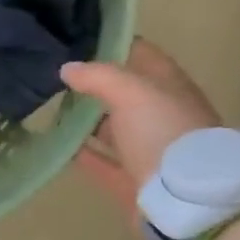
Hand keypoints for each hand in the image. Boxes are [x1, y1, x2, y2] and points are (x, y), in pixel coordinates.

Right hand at [59, 39, 222, 217]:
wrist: (190, 200)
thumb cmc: (165, 132)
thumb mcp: (132, 92)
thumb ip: (98, 76)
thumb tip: (67, 69)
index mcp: (169, 88)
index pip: (140, 55)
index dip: (112, 44)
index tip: (76, 40)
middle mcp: (161, 116)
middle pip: (124, 93)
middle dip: (92, 84)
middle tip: (53, 75)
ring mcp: (149, 149)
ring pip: (112, 128)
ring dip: (85, 120)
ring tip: (49, 108)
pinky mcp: (133, 180)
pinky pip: (100, 161)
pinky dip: (80, 153)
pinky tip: (56, 144)